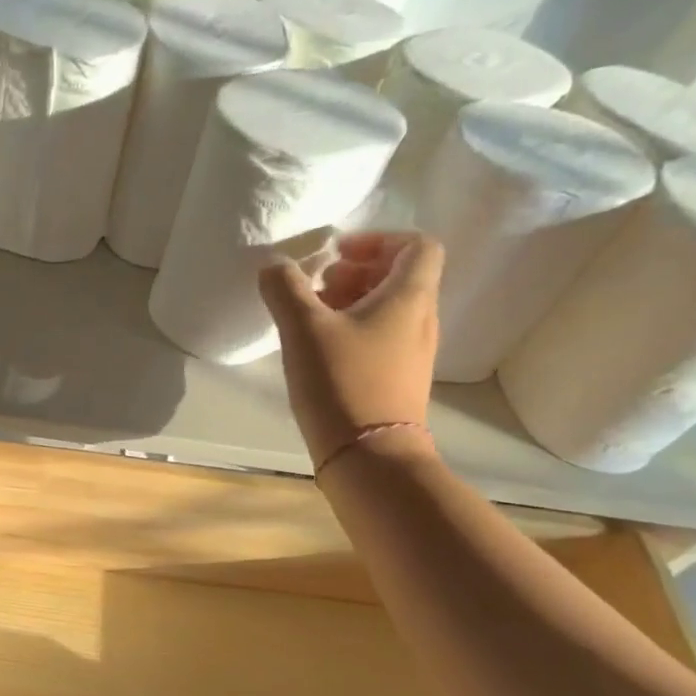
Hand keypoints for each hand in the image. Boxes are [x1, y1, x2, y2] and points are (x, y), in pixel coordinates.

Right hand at [258, 231, 443, 466]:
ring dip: (350, 302)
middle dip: (355, 272)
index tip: (338, 254)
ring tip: (310, 319)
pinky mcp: (398, 379)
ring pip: (387, 309)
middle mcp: (421, 319)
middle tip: (316, 287)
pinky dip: (352, 330)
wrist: (369, 456)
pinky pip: (381, 337)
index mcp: (409, 298)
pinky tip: (318, 350)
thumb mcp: (304, 329)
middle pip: (399, 276)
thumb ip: (285, 289)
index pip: (417, 246)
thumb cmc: (342, 382)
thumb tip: (275, 265)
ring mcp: (413, 352)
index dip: (379, 240)